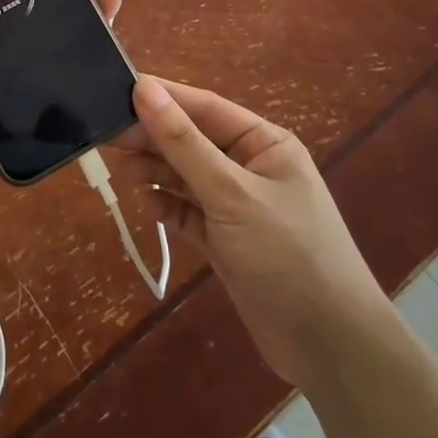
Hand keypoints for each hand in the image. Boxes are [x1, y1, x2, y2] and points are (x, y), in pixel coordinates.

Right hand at [119, 77, 389, 385]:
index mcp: (264, 143)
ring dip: (155, 171)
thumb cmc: (287, 254)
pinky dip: (167, 205)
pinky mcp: (227, 241)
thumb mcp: (232, 193)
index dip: (163, 98)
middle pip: (192, 141)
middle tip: (106, 135)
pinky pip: (189, 212)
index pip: (205, 108)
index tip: (117, 89)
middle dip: (153, 137)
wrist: (330, 348)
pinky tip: (144, 202)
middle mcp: (251, 167)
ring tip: (119, 169)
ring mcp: (238, 206)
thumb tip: (144, 90)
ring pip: (187, 176)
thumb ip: (184, 143)